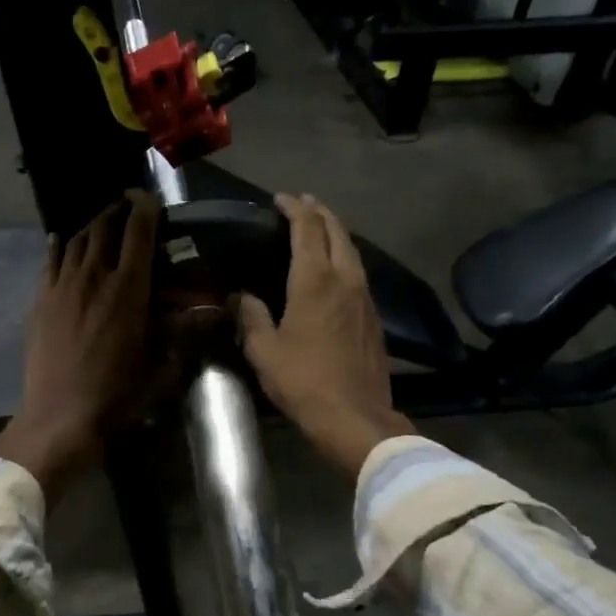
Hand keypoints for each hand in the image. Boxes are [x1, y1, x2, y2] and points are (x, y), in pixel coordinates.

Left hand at [0, 190, 162, 501]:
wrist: (60, 416)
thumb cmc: (117, 396)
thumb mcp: (160, 367)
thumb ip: (183, 334)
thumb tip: (210, 314)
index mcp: (128, 290)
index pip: (138, 234)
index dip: (145, 209)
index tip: (149, 198)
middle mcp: (93, 277)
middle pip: (104, 228)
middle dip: (117, 211)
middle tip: (126, 206)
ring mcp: (62, 286)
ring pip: (75, 240)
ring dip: (91, 225)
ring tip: (100, 222)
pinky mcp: (41, 300)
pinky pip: (50, 260)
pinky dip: (59, 245)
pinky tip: (61, 241)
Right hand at [234, 193, 413, 478]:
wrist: (355, 416)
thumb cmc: (303, 381)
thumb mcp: (264, 351)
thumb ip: (251, 317)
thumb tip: (241, 296)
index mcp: (315, 280)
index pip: (307, 229)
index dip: (294, 208)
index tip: (281, 199)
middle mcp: (345, 279)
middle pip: (337, 231)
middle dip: (320, 212)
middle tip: (303, 204)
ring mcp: (365, 297)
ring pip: (353, 251)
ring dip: (335, 233)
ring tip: (319, 228)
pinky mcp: (374, 317)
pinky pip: (359, 272)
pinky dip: (345, 257)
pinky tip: (336, 269)